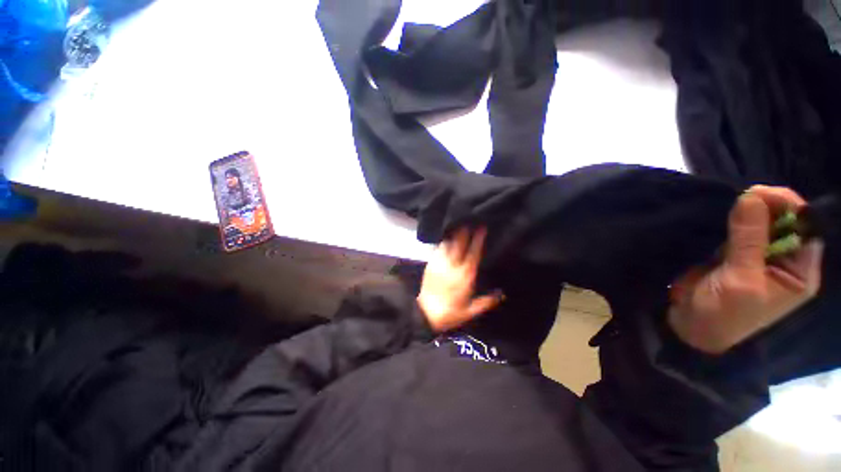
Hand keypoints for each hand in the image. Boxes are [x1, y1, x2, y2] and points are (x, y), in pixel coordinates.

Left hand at [418, 227, 503, 332]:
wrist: (425, 313)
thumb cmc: (450, 313)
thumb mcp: (470, 311)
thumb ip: (487, 301)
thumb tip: (502, 294)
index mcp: (465, 276)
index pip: (473, 253)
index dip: (478, 239)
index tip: (482, 228)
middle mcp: (453, 266)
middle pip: (460, 243)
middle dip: (464, 231)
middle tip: (469, 221)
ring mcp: (440, 263)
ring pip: (448, 244)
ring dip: (454, 235)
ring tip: (458, 227)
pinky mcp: (430, 264)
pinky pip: (438, 249)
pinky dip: (444, 243)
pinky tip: (447, 240)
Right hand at [669, 185, 823, 353]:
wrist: (691, 326)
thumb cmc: (723, 313)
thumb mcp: (740, 280)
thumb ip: (748, 240)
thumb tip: (750, 196)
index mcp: (799, 272)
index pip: (806, 229)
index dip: (790, 207)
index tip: (759, 194)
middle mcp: (785, 261)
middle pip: (786, 222)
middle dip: (768, 206)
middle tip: (742, 197)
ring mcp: (758, 257)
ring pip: (762, 223)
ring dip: (748, 212)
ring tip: (732, 206)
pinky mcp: (734, 255)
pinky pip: (740, 230)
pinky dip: (733, 220)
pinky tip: (725, 216)